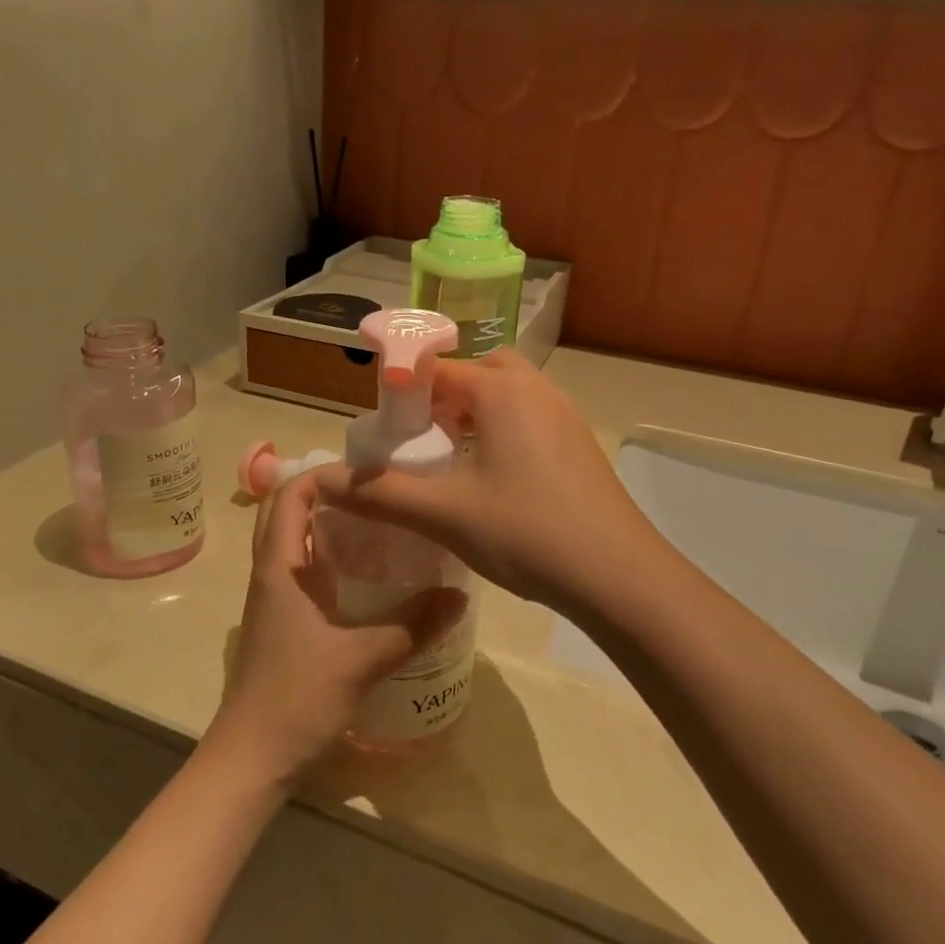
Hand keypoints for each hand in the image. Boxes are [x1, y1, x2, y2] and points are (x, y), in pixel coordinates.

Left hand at [206, 471, 468, 787]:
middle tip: (377, 496)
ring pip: (294, 542)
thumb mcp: (363, 659)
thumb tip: (460, 595)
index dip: (323, 474)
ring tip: (380, 524)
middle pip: (286, 511)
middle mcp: (271, 572)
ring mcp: (273, 598)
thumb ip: (413, 625)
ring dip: (328, 526)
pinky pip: (303, 572)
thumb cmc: (296, 697)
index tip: (369, 477)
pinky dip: (330, 559)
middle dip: (326, 494)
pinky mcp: (282, 621)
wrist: (252, 757)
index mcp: (279, 566)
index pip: (288, 494)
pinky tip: (369, 576)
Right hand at [316, 351, 659, 613]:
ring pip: (509, 394)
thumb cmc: (527, 534)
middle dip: (446, 393)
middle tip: (424, 437)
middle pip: (480, 371)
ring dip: (477, 412)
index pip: (436, 367)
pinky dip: (504, 431)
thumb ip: (381, 494)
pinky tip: (495, 481)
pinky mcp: (579, 445)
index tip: (384, 429)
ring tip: (453, 459)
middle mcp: (535, 390)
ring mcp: (564, 416)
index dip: (403, 392)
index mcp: (500, 392)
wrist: (619, 575)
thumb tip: (325, 481)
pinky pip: (532, 418)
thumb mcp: (445, 515)